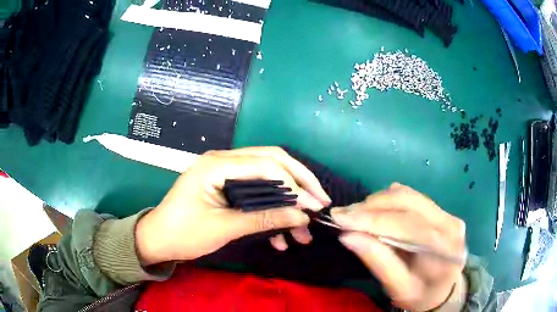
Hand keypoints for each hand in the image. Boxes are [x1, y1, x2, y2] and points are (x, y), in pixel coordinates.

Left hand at [136, 147, 330, 264]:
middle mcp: (224, 161)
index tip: (313, 206)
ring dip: (287, 203)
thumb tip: (301, 216)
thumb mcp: (224, 228)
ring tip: (303, 231)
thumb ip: (264, 219)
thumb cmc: (184, 233)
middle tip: (320, 202)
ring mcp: (226, 173)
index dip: (294, 185)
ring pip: (268, 179)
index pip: (266, 165)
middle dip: (299, 183)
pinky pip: (256, 194)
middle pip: (272, 162)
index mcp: (218, 165)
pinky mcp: (228, 187)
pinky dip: (271, 213)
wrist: (158, 240)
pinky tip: (281, 238)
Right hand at [331, 183, 465, 311]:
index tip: (340, 218)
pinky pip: (412, 197)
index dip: (372, 219)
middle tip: (342, 214)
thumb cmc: (420, 295)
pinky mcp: (441, 210)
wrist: (442, 289)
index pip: (407, 226)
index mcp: (444, 250)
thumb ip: (378, 262)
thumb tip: (347, 236)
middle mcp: (450, 224)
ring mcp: (448, 214)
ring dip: (378, 202)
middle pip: (408, 203)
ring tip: (355, 213)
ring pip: (409, 196)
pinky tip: (375, 211)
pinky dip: (389, 200)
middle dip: (371, 207)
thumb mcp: (397, 288)